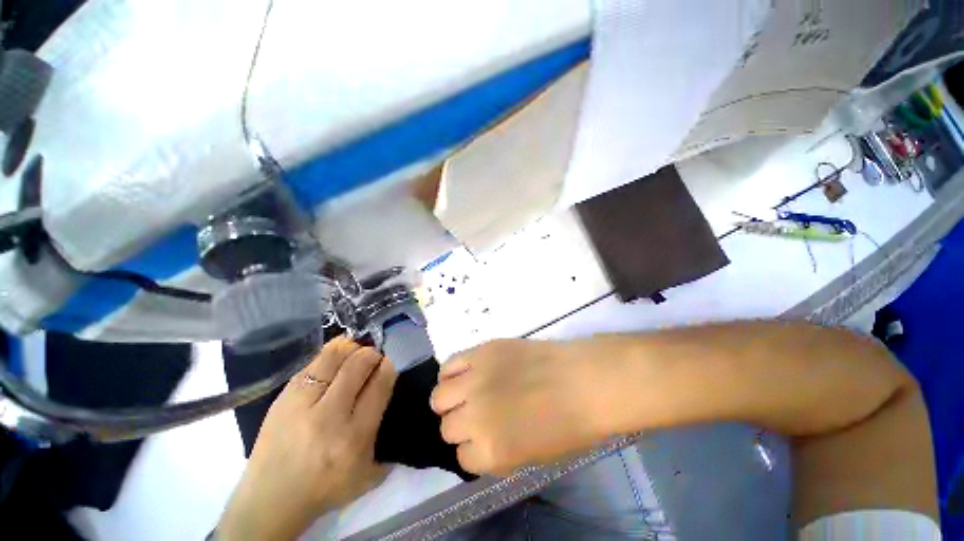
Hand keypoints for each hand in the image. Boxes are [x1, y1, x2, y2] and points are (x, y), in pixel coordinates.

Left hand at [218, 337, 396, 540]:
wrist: (270, 500)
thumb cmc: (326, 488)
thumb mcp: (368, 474)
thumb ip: (386, 437)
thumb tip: (390, 394)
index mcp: (354, 437)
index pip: (379, 386)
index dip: (388, 367)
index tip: (389, 362)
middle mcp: (328, 417)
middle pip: (358, 365)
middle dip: (372, 354)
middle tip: (374, 357)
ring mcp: (301, 405)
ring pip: (333, 357)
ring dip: (352, 348)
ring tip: (356, 352)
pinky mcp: (282, 398)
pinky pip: (313, 363)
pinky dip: (331, 353)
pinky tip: (337, 355)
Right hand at [430, 338, 624, 475]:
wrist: (583, 380)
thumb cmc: (569, 424)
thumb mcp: (532, 456)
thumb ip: (497, 452)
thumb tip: (477, 441)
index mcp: (490, 451)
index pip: (462, 457)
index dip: (474, 449)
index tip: (485, 439)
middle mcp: (475, 417)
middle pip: (447, 427)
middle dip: (461, 425)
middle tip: (477, 414)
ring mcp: (476, 380)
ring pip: (439, 396)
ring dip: (450, 399)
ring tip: (467, 392)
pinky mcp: (481, 351)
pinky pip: (449, 364)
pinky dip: (452, 372)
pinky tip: (465, 373)